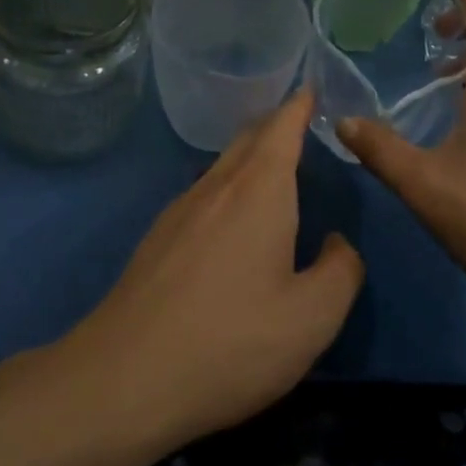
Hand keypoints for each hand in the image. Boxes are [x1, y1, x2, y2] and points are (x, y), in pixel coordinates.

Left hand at [66, 91, 363, 449]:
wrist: (123, 378)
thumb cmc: (230, 342)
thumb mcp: (311, 318)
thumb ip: (341, 272)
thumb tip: (338, 244)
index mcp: (259, 191)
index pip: (282, 127)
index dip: (299, 105)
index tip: (311, 87)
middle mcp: (217, 187)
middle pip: (249, 138)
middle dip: (276, 124)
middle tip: (300, 122)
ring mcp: (180, 211)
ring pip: (223, 165)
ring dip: (250, 155)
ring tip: (273, 167)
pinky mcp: (157, 239)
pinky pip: (203, 193)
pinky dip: (228, 186)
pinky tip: (232, 220)